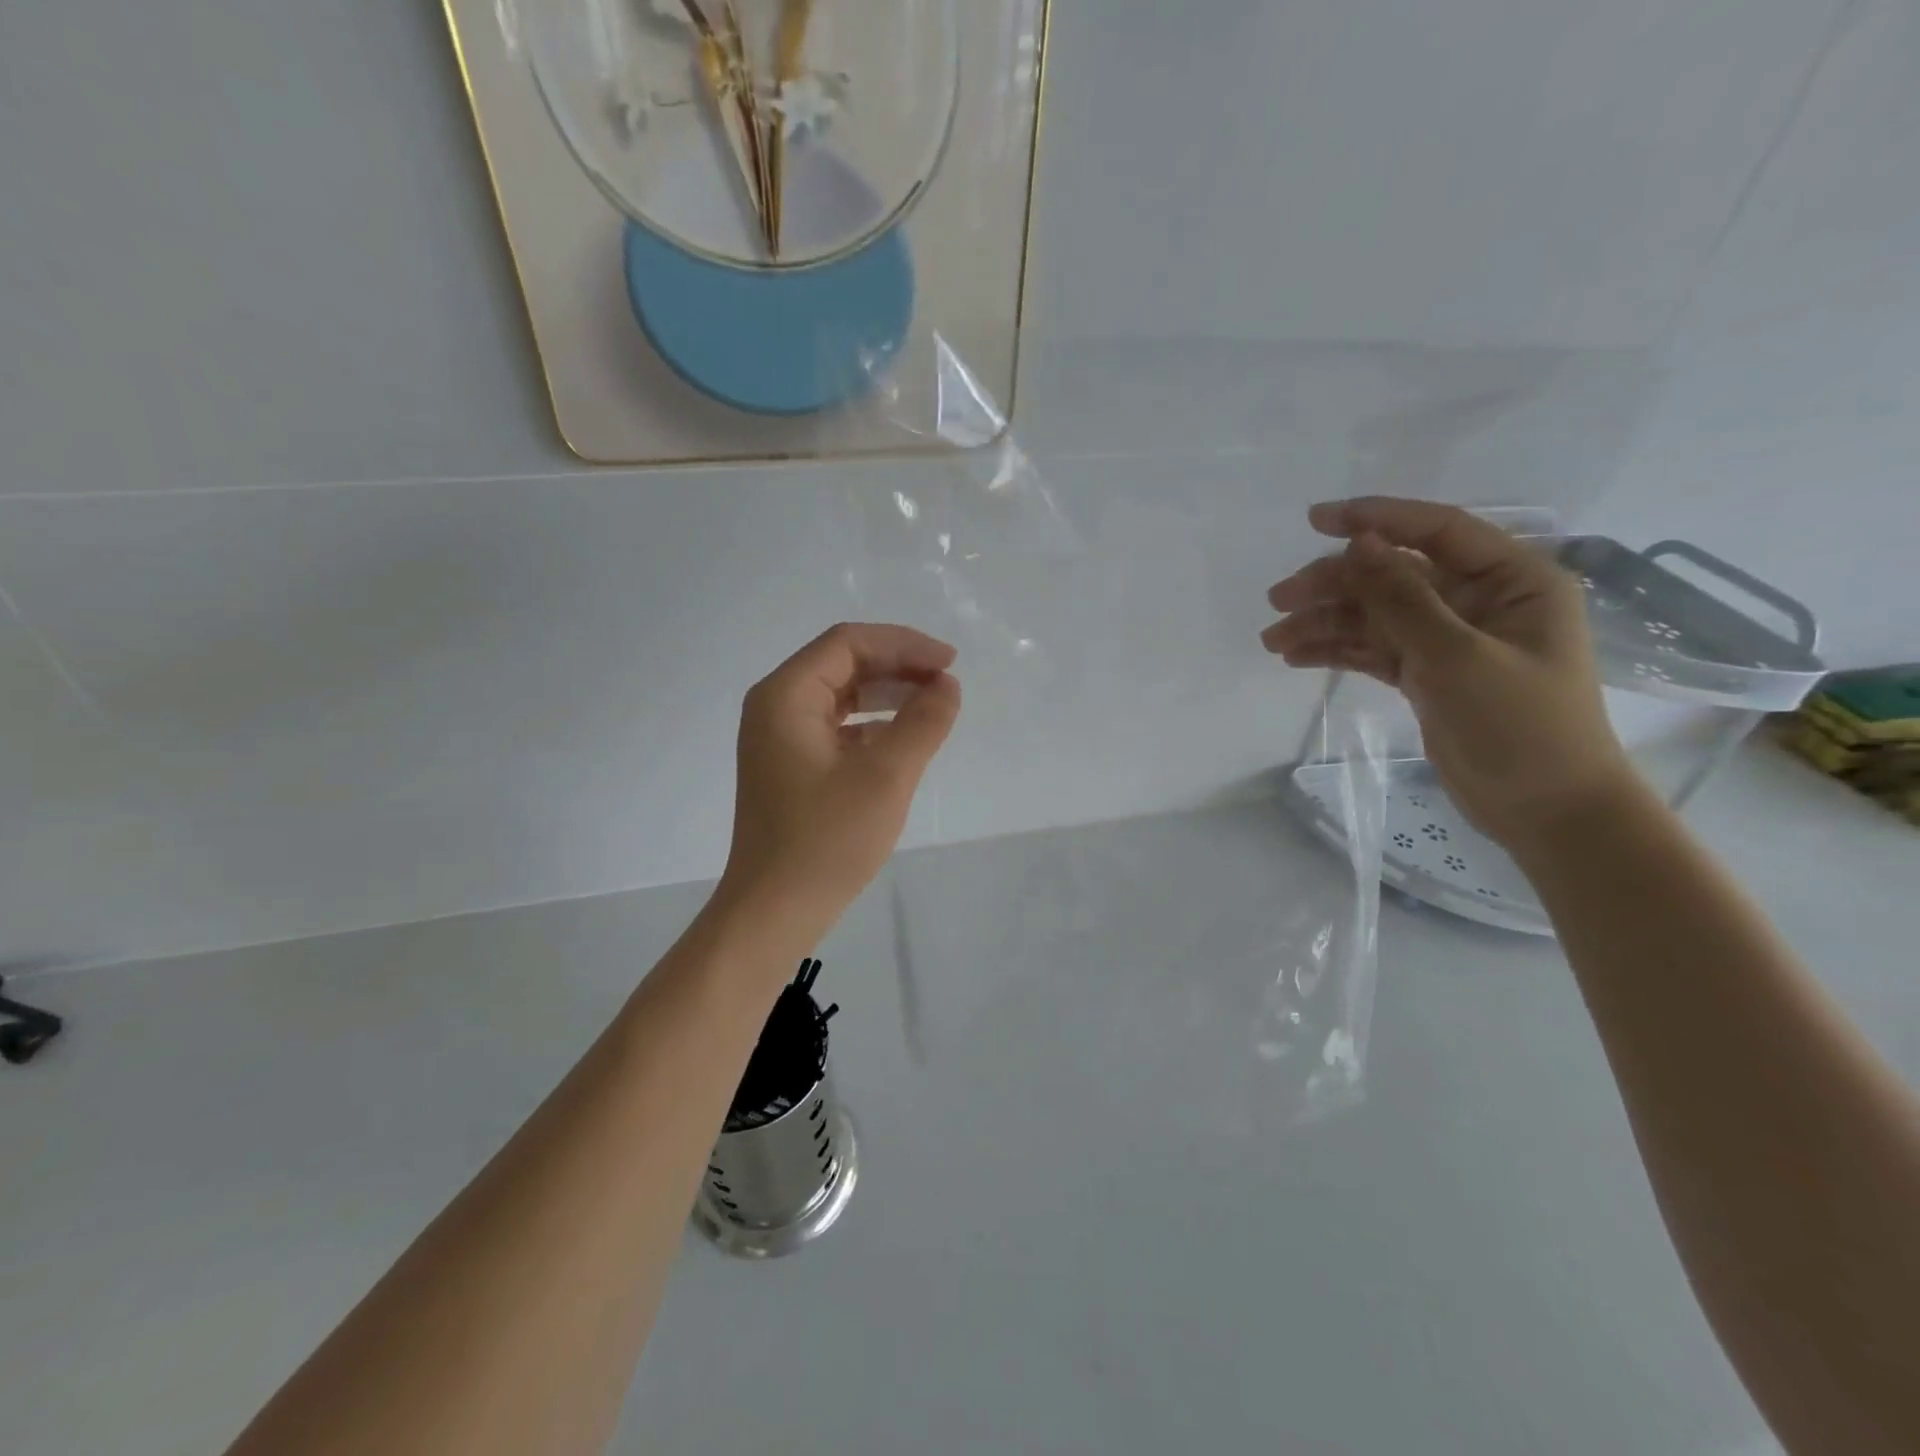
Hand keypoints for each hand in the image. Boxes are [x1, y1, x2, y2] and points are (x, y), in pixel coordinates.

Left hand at [721, 623, 961, 923]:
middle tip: (946, 683)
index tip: (950, 663)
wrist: (774, 911)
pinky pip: (836, 728)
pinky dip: (872, 725)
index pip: (849, 643)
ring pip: (841, 696)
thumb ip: (923, 722)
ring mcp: (780, 739)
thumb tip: (947, 686)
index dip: (904, 645)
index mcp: (786, 696)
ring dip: (887, 694)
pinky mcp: (791, 767)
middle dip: (897, 667)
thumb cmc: (826, 840)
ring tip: (933, 705)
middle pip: (843, 664)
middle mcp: (776, 707)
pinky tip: (904, 740)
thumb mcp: (886, 776)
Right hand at [1263, 498, 1632, 849]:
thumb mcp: (1457, 657)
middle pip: (1393, 575)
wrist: (1545, 810)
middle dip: (1334, 585)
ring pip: (1376, 615)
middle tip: (1278, 601)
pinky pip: (1374, 649)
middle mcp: (1480, 600)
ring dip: (1325, 623)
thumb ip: (1403, 599)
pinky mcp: (1428, 674)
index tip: (1316, 520)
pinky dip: (1337, 651)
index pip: (1437, 530)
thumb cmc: (1520, 726)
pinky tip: (1297, 657)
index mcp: (1512, 580)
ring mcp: (1451, 638)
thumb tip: (1358, 544)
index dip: (1376, 519)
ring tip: (1274, 641)